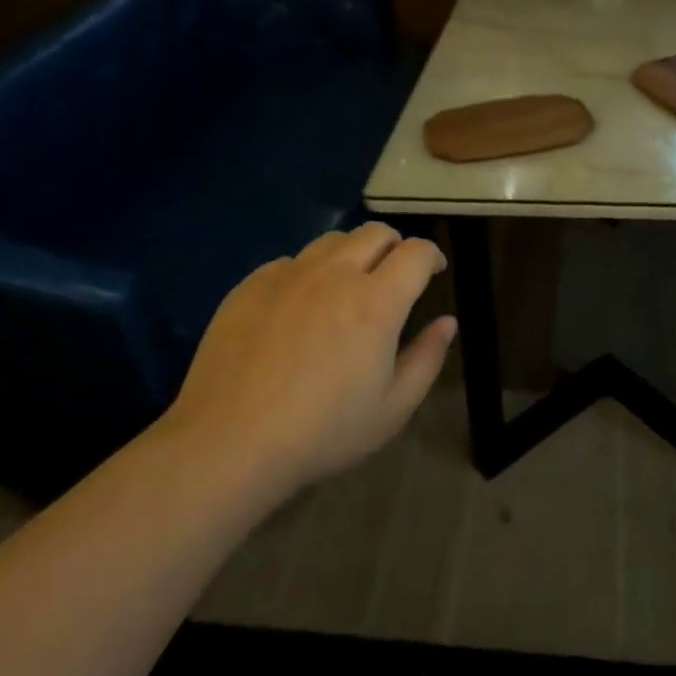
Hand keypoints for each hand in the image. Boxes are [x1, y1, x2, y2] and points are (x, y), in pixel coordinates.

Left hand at [161, 223, 456, 493]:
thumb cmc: (322, 432)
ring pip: (333, 240)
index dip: (432, 255)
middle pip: (375, 232)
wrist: (229, 443)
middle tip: (394, 276)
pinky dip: (308, 272)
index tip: (434, 271)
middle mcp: (335, 274)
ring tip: (347, 286)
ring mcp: (289, 275)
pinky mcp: (251, 284)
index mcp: (377, 301)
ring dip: (352, 254)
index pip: (416, 251)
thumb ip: (426, 358)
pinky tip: (299, 306)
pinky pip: (291, 261)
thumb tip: (447, 322)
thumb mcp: (392, 409)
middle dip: (395, 246)